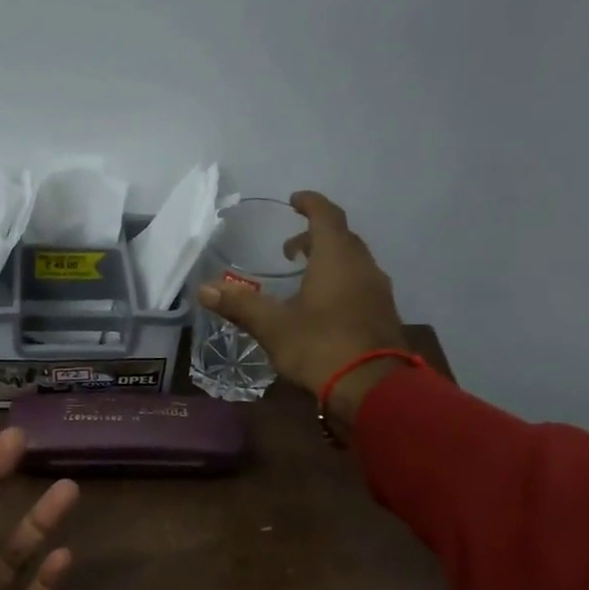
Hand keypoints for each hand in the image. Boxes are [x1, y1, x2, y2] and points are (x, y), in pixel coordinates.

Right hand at [197, 191, 424, 426]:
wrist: (373, 388)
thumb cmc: (320, 347)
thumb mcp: (273, 327)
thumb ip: (240, 305)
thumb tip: (204, 289)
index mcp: (337, 258)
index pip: (326, 215)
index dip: (310, 204)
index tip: (294, 201)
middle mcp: (363, 266)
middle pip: (341, 239)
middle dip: (316, 237)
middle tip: (290, 249)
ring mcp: (378, 292)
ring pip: (354, 264)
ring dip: (330, 262)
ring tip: (305, 279)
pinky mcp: (384, 316)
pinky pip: (361, 287)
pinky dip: (341, 284)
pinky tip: (325, 308)